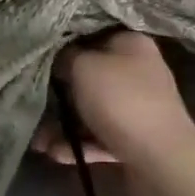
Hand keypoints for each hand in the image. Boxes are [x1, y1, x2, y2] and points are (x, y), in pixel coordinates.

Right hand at [38, 32, 194, 172]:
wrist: (162, 160)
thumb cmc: (122, 100)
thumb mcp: (85, 67)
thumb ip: (66, 57)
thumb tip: (59, 57)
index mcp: (131, 44)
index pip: (93, 34)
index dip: (65, 44)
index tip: (40, 57)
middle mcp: (138, 71)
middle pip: (90, 75)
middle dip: (59, 92)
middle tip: (32, 103)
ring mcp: (138, 107)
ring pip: (92, 109)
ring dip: (64, 124)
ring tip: (38, 141)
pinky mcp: (135, 139)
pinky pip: (99, 136)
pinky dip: (78, 144)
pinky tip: (54, 153)